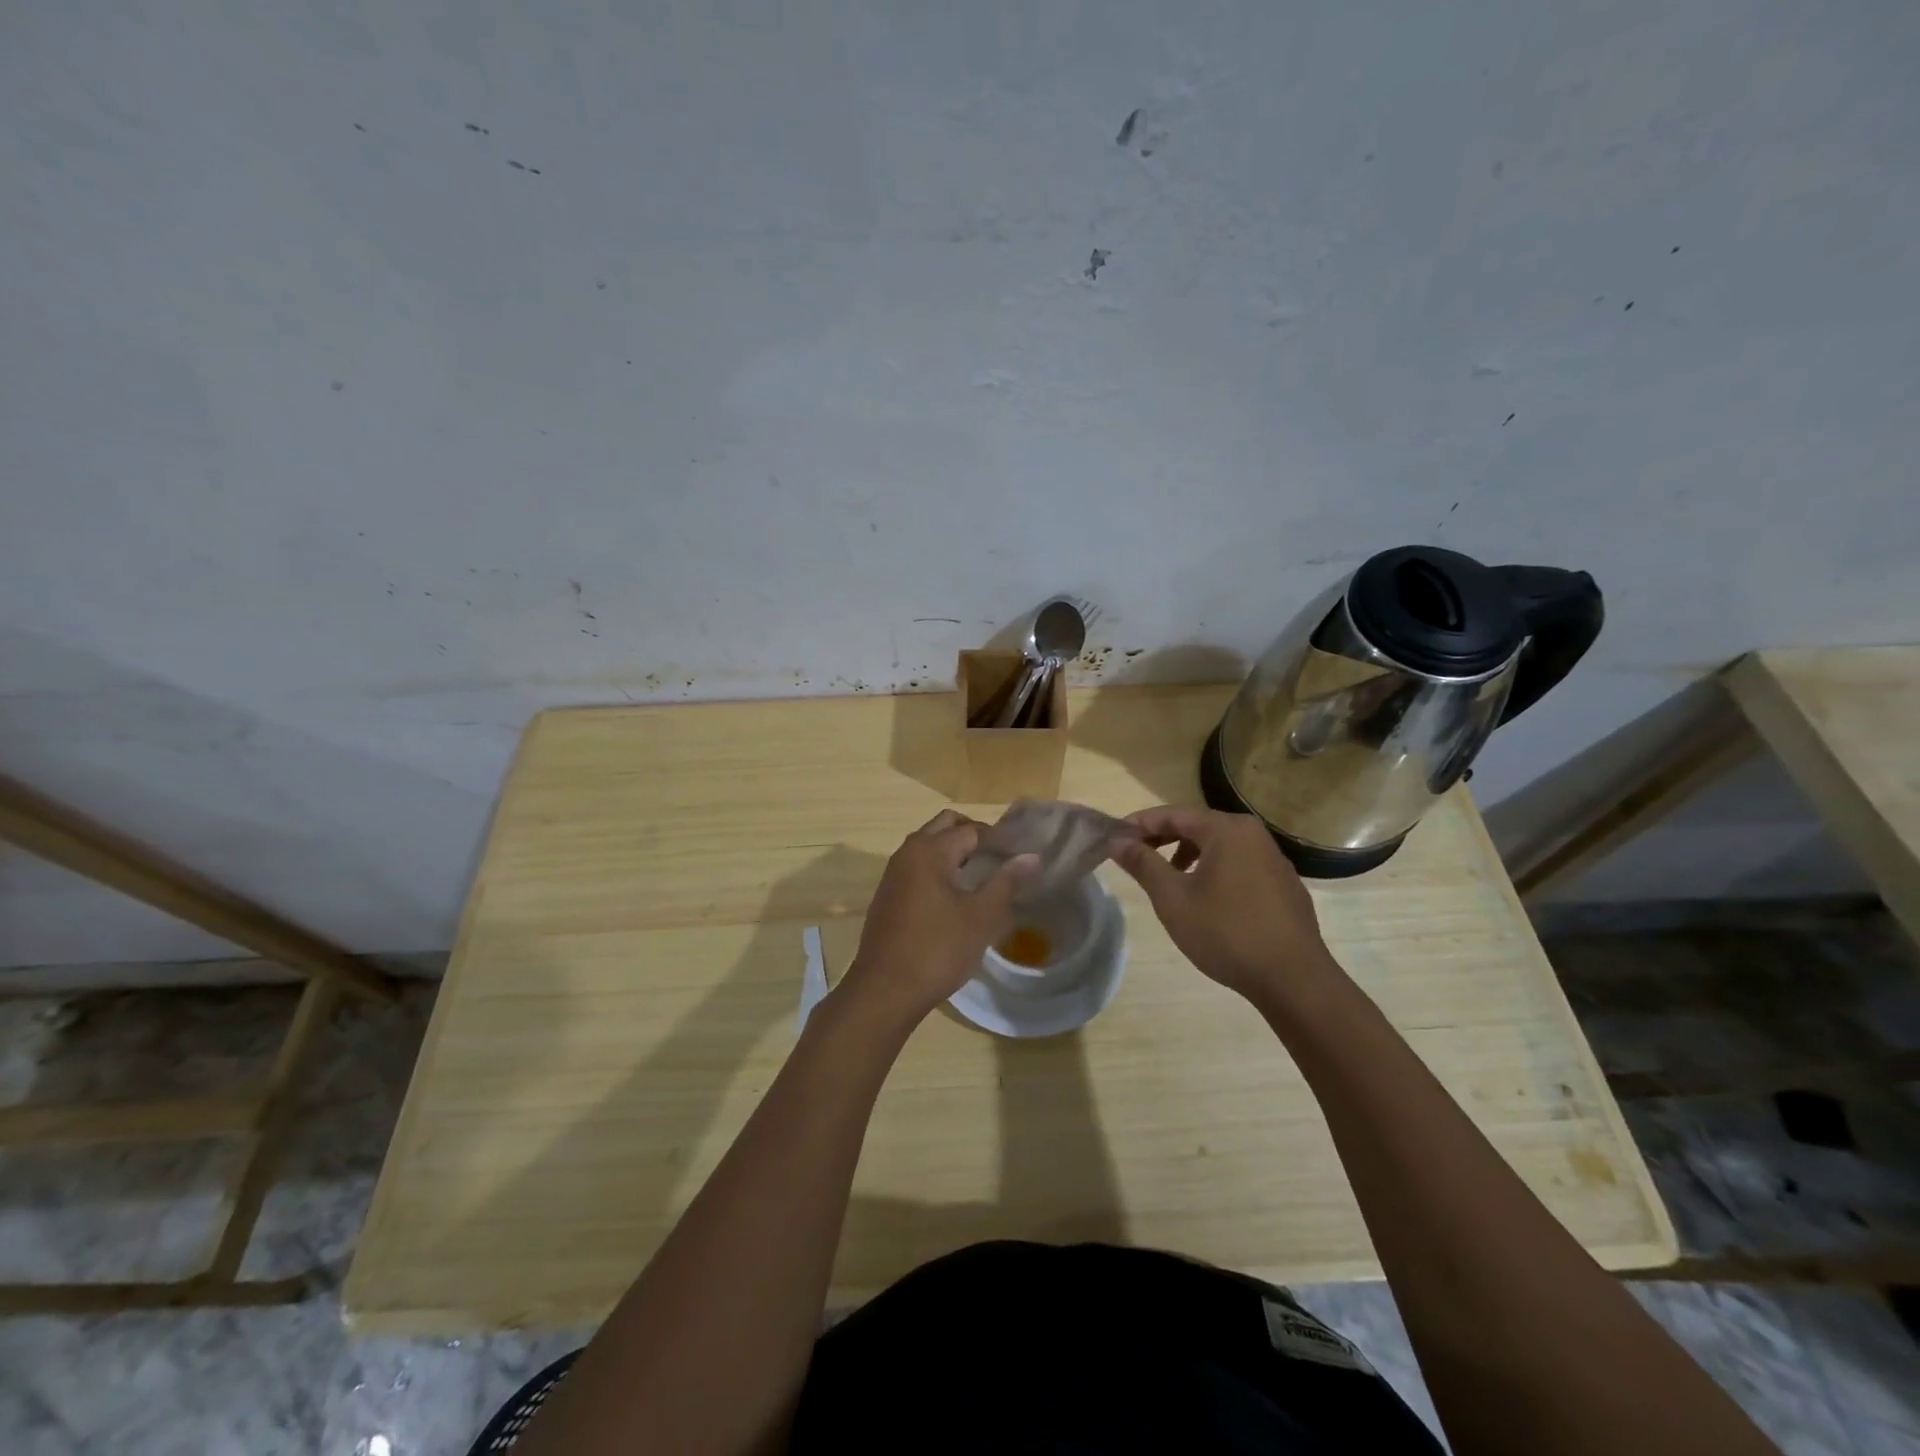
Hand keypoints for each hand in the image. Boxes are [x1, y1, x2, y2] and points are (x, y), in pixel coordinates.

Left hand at [837, 811, 1037, 1025]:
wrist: (885, 990)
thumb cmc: (937, 949)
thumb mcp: (980, 917)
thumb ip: (1007, 882)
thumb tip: (1032, 856)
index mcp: (929, 850)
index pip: (972, 830)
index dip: (1000, 841)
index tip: (1022, 858)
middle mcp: (908, 852)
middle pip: (946, 827)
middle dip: (975, 837)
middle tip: (1002, 862)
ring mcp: (894, 874)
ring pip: (929, 846)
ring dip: (956, 853)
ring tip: (985, 879)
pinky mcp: (889, 895)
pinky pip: (918, 868)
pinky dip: (939, 870)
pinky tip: (957, 899)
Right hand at [1110, 805, 1336, 1004]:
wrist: (1294, 980)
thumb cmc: (1226, 932)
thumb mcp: (1173, 898)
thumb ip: (1143, 864)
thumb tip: (1117, 842)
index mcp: (1227, 830)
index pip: (1173, 814)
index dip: (1140, 824)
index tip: (1114, 838)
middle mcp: (1253, 834)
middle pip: (1198, 826)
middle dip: (1163, 838)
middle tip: (1135, 856)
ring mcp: (1274, 860)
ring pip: (1220, 846)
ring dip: (1188, 854)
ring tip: (1168, 879)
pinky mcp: (1284, 885)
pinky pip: (1239, 864)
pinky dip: (1214, 870)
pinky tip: (1206, 900)